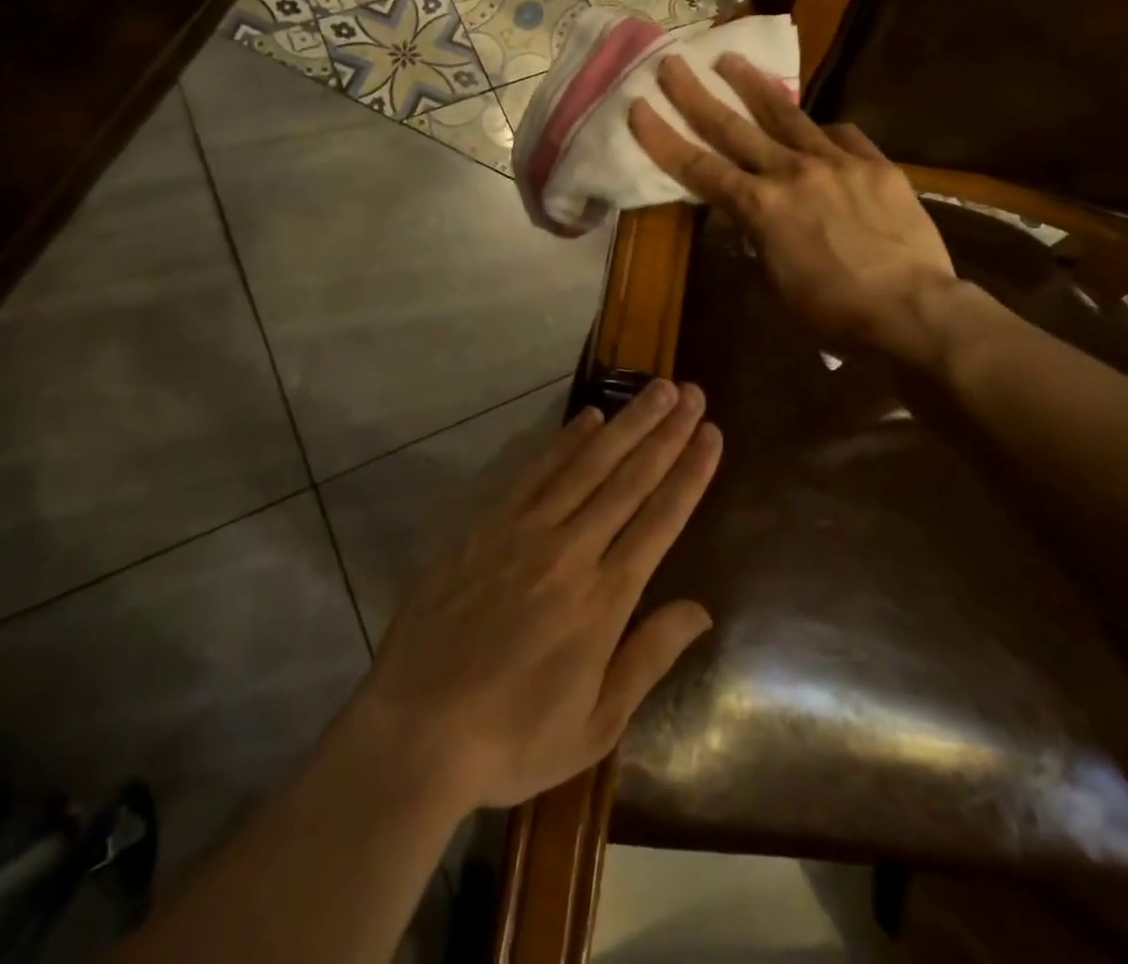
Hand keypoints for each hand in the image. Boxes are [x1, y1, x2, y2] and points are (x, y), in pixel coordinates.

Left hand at [351, 381, 720, 813]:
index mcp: (603, 600)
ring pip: (587, 464)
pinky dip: (565, 440)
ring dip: (625, 423)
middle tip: (692, 393)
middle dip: (666, 433)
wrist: (415, 731)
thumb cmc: (512, 738)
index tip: (711, 434)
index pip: (660, 520)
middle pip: (629, 479)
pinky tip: (589, 416)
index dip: (690, 473)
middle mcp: (570, 552)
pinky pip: (534, 471)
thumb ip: (648, 658)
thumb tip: (701, 610)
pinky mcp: (486, 525)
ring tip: (656, 389)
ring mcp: (524, 531)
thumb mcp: (594, 725)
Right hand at [629, 52, 959, 362]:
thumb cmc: (831, 311)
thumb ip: (756, 240)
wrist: (910, 311)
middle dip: (695, 94)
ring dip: (753, 86)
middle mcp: (791, 172)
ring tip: (731, 60)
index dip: (664, 138)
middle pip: (733, 127)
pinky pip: (842, 136)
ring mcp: (837, 161)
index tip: (639, 107)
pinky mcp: (876, 164)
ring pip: (786, 114)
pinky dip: (823, 132)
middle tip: (672, 63)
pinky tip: (819, 130)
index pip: (698, 168)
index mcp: (759, 207)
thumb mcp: (775, 282)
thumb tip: (746, 220)